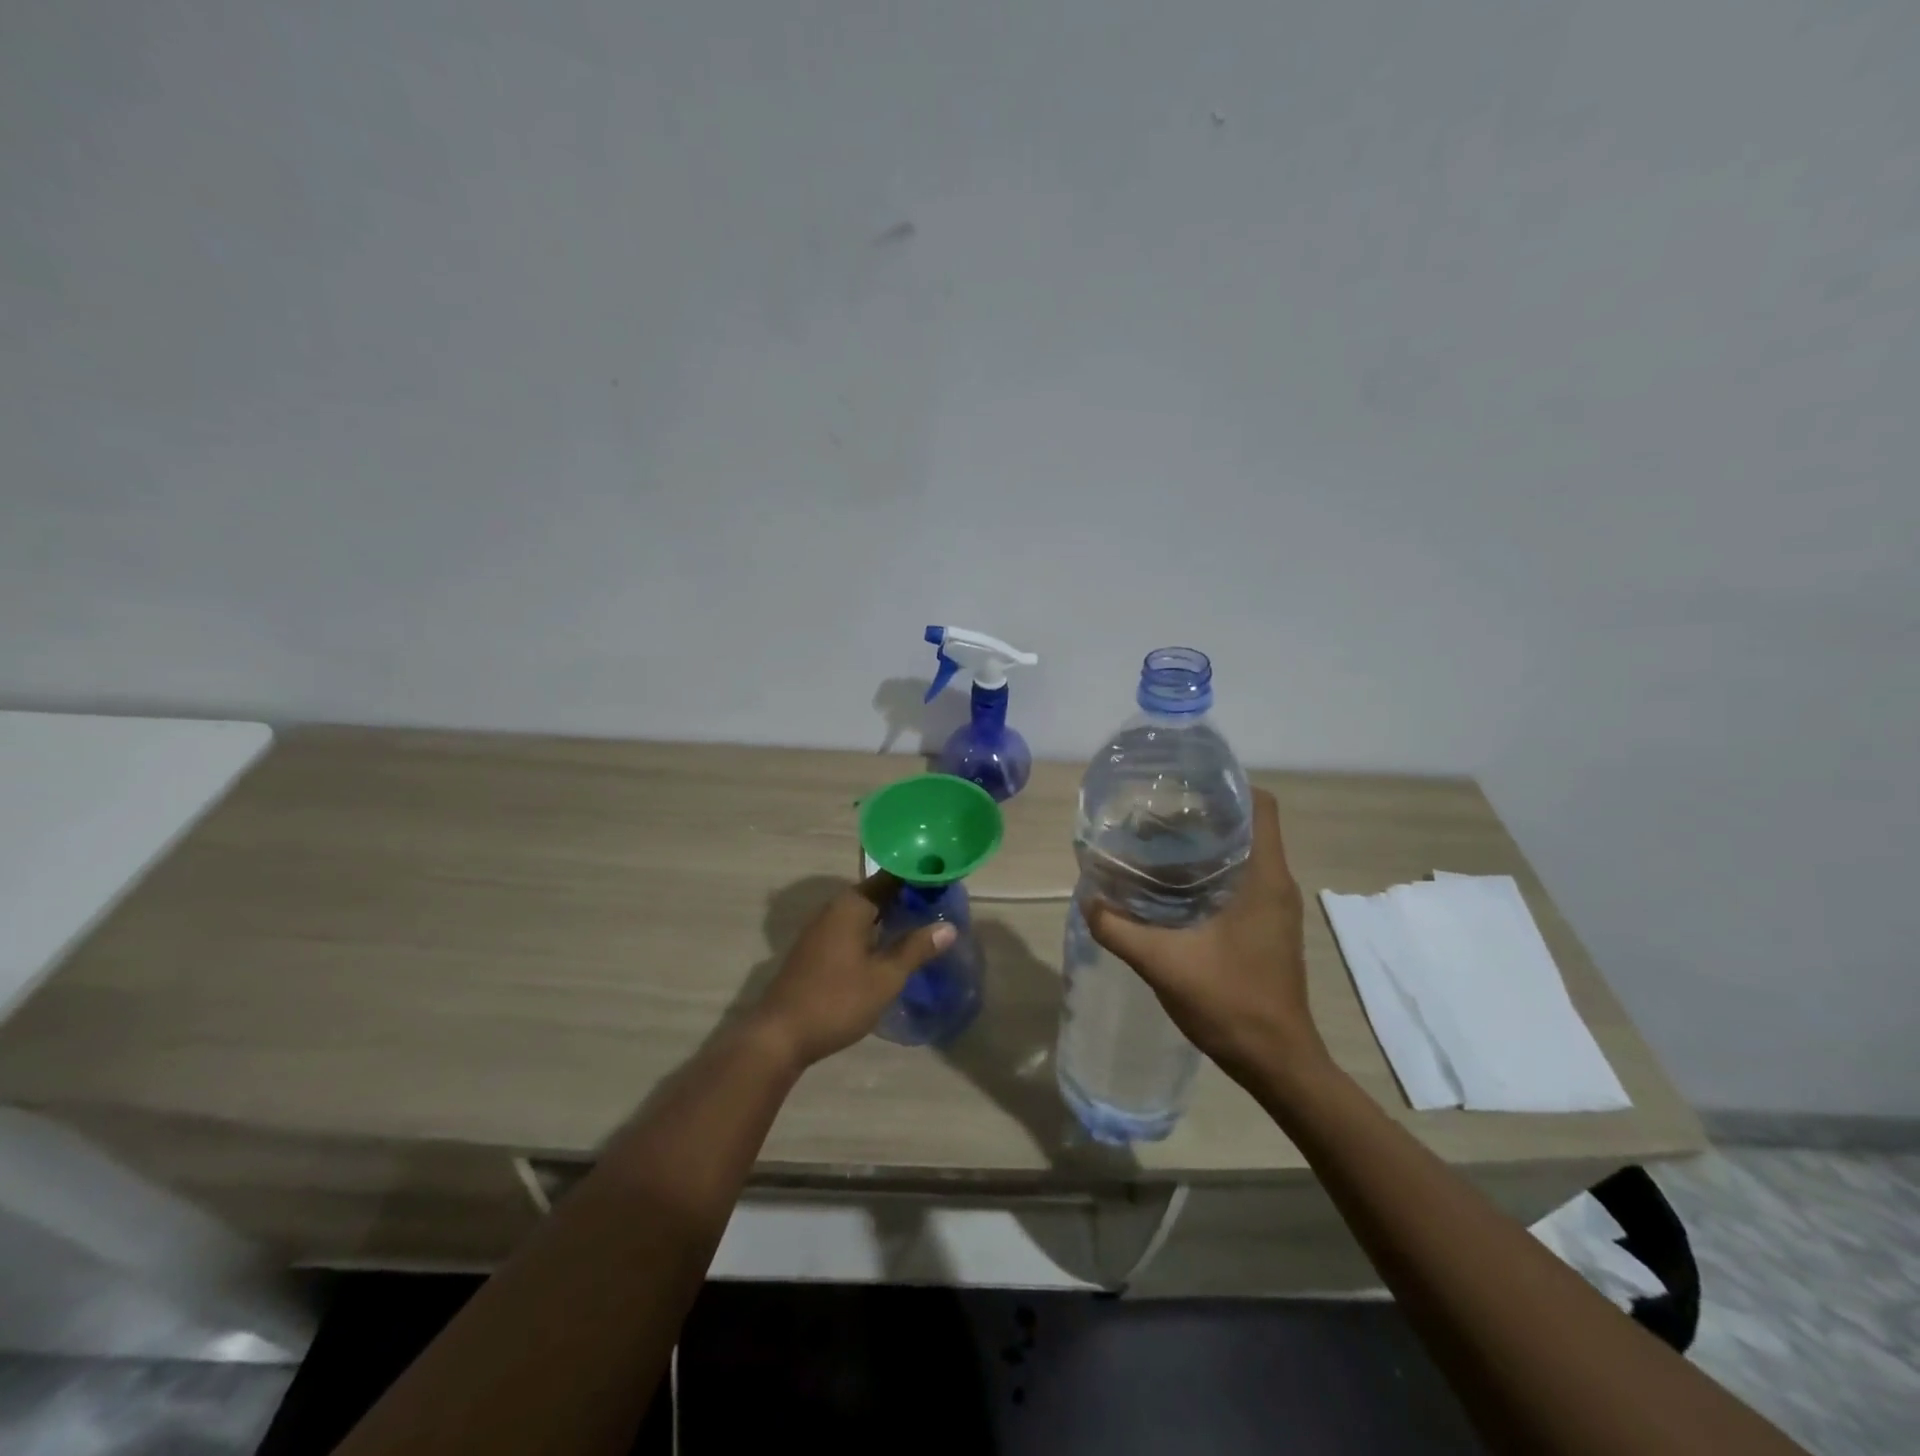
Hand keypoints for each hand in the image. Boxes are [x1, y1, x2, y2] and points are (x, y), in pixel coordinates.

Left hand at [752, 874, 955, 1067]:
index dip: (919, 876)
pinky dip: (875, 930)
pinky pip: (853, 928)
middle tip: (942, 903)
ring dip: (891, 915)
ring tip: (925, 922)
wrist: (780, 1035)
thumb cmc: (837, 1000)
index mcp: (852, 905)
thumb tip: (948, 927)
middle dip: (908, 896)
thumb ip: (916, 949)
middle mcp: (834, 908)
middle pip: (878, 892)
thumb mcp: (885, 977)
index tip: (945, 879)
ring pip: (865, 912)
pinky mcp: (816, 949)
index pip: (892, 877)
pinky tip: (892, 946)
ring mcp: (822, 929)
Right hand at [1082, 788, 1324, 1085]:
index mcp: (1264, 878)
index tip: (1183, 785)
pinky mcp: (1267, 928)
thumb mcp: (1164, 964)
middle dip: (1201, 815)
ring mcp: (1274, 908)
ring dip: (1203, 847)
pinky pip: (1240, 882)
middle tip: (1151, 816)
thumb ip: (1119, 929)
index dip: (1227, 786)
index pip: (1261, 805)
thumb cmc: (1231, 1004)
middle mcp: (1276, 884)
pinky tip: (1169, 891)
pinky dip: (1208, 875)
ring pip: (1242, 855)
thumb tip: (1087, 900)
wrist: (1278, 1063)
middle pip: (1246, 826)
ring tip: (1153, 847)